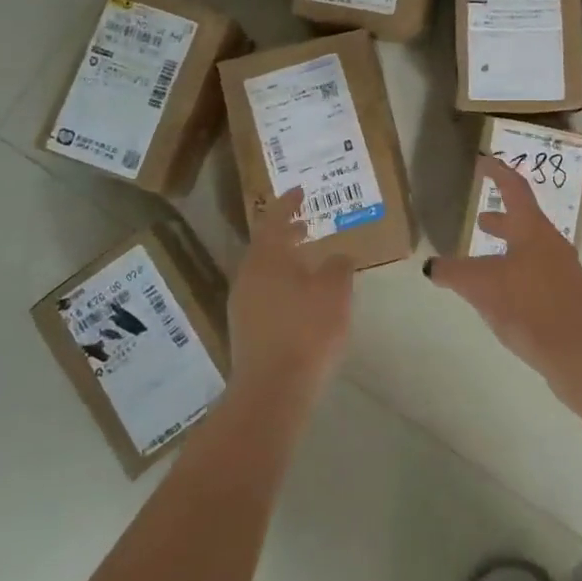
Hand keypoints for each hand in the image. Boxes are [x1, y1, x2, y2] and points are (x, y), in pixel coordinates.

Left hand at [227, 188, 354, 409]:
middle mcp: (248, 275)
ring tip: (307, 259)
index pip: (275, 219)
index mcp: (266, 257)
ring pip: (264, 270)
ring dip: (284, 260)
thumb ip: (339, 266)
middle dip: (286, 232)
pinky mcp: (245, 330)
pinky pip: (264, 293)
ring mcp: (242, 304)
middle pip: (266, 245)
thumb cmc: (307, 330)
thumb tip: (338, 258)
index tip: (300, 190)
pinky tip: (300, 296)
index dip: (288, 203)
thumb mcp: (335, 291)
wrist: (272, 390)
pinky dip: (281, 283)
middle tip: (306, 223)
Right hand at [426, 157, 581, 402]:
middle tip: (481, 218)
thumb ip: (453, 272)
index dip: (498, 173)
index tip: (484, 161)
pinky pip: (536, 271)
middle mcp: (550, 243)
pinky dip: (515, 269)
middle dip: (501, 217)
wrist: (579, 350)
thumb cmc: (529, 305)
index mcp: (532, 229)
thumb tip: (431, 266)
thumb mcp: (481, 285)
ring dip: (507, 246)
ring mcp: (561, 270)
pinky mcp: (565, 296)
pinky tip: (503, 292)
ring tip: (485, 257)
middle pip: (524, 220)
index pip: (514, 188)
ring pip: (530, 247)